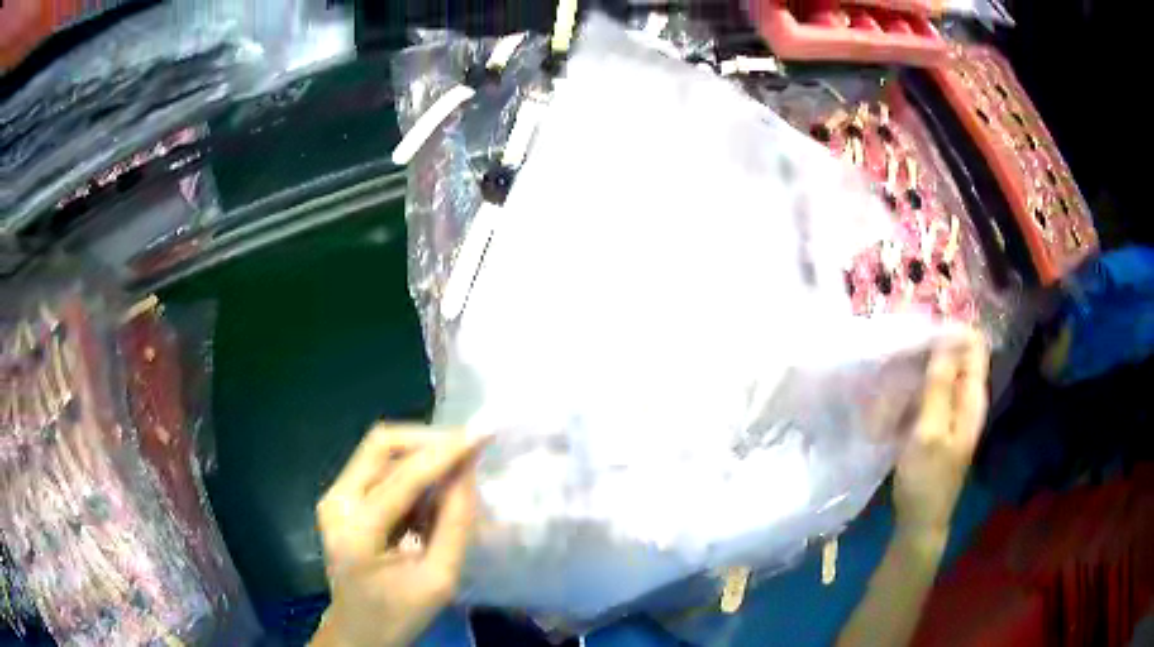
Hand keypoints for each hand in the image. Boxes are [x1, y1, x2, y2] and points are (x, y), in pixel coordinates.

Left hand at [312, 425, 486, 646]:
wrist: (357, 632)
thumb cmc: (397, 614)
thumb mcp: (438, 579)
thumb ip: (455, 525)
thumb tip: (467, 473)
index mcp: (357, 529)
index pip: (404, 475)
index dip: (446, 450)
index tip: (484, 432)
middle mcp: (337, 500)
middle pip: (382, 444)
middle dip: (429, 440)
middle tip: (468, 450)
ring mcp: (334, 497)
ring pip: (380, 451)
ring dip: (420, 454)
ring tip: (454, 475)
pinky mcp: (339, 500)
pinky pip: (378, 468)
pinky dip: (410, 471)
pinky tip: (431, 493)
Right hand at [894, 332, 989, 541]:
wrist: (919, 521)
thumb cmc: (926, 479)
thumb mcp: (930, 431)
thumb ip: (940, 385)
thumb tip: (947, 337)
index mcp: (972, 397)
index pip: (973, 345)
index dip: (951, 332)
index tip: (920, 334)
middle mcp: (965, 399)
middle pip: (953, 357)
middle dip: (926, 354)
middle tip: (897, 361)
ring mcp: (951, 412)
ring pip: (936, 375)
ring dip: (914, 375)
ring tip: (888, 386)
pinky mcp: (936, 423)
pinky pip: (926, 395)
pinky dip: (910, 393)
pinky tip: (890, 404)